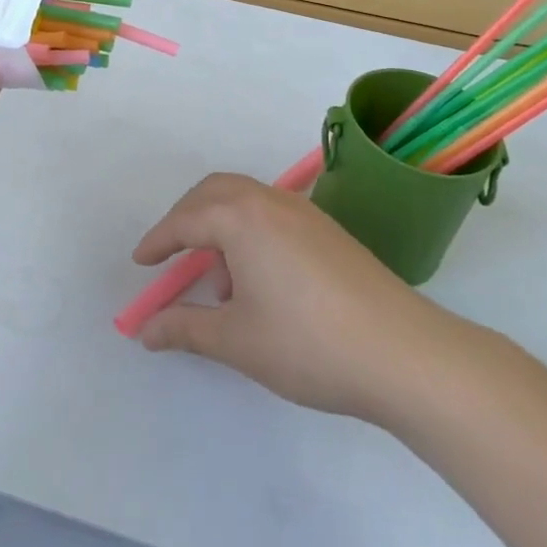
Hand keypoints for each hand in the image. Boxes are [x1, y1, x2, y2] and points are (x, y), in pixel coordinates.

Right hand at [132, 173, 460, 422]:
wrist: (405, 354)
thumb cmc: (308, 343)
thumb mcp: (236, 340)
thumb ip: (185, 328)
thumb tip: (145, 330)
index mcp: (241, 218)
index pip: (185, 221)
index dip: (158, 242)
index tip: (141, 264)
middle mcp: (271, 202)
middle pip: (214, 192)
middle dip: (186, 219)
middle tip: (171, 255)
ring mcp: (305, 213)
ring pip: (246, 199)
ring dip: (220, 224)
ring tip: (219, 279)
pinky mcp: (328, 231)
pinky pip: (272, 214)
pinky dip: (249, 231)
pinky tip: (259, 280)